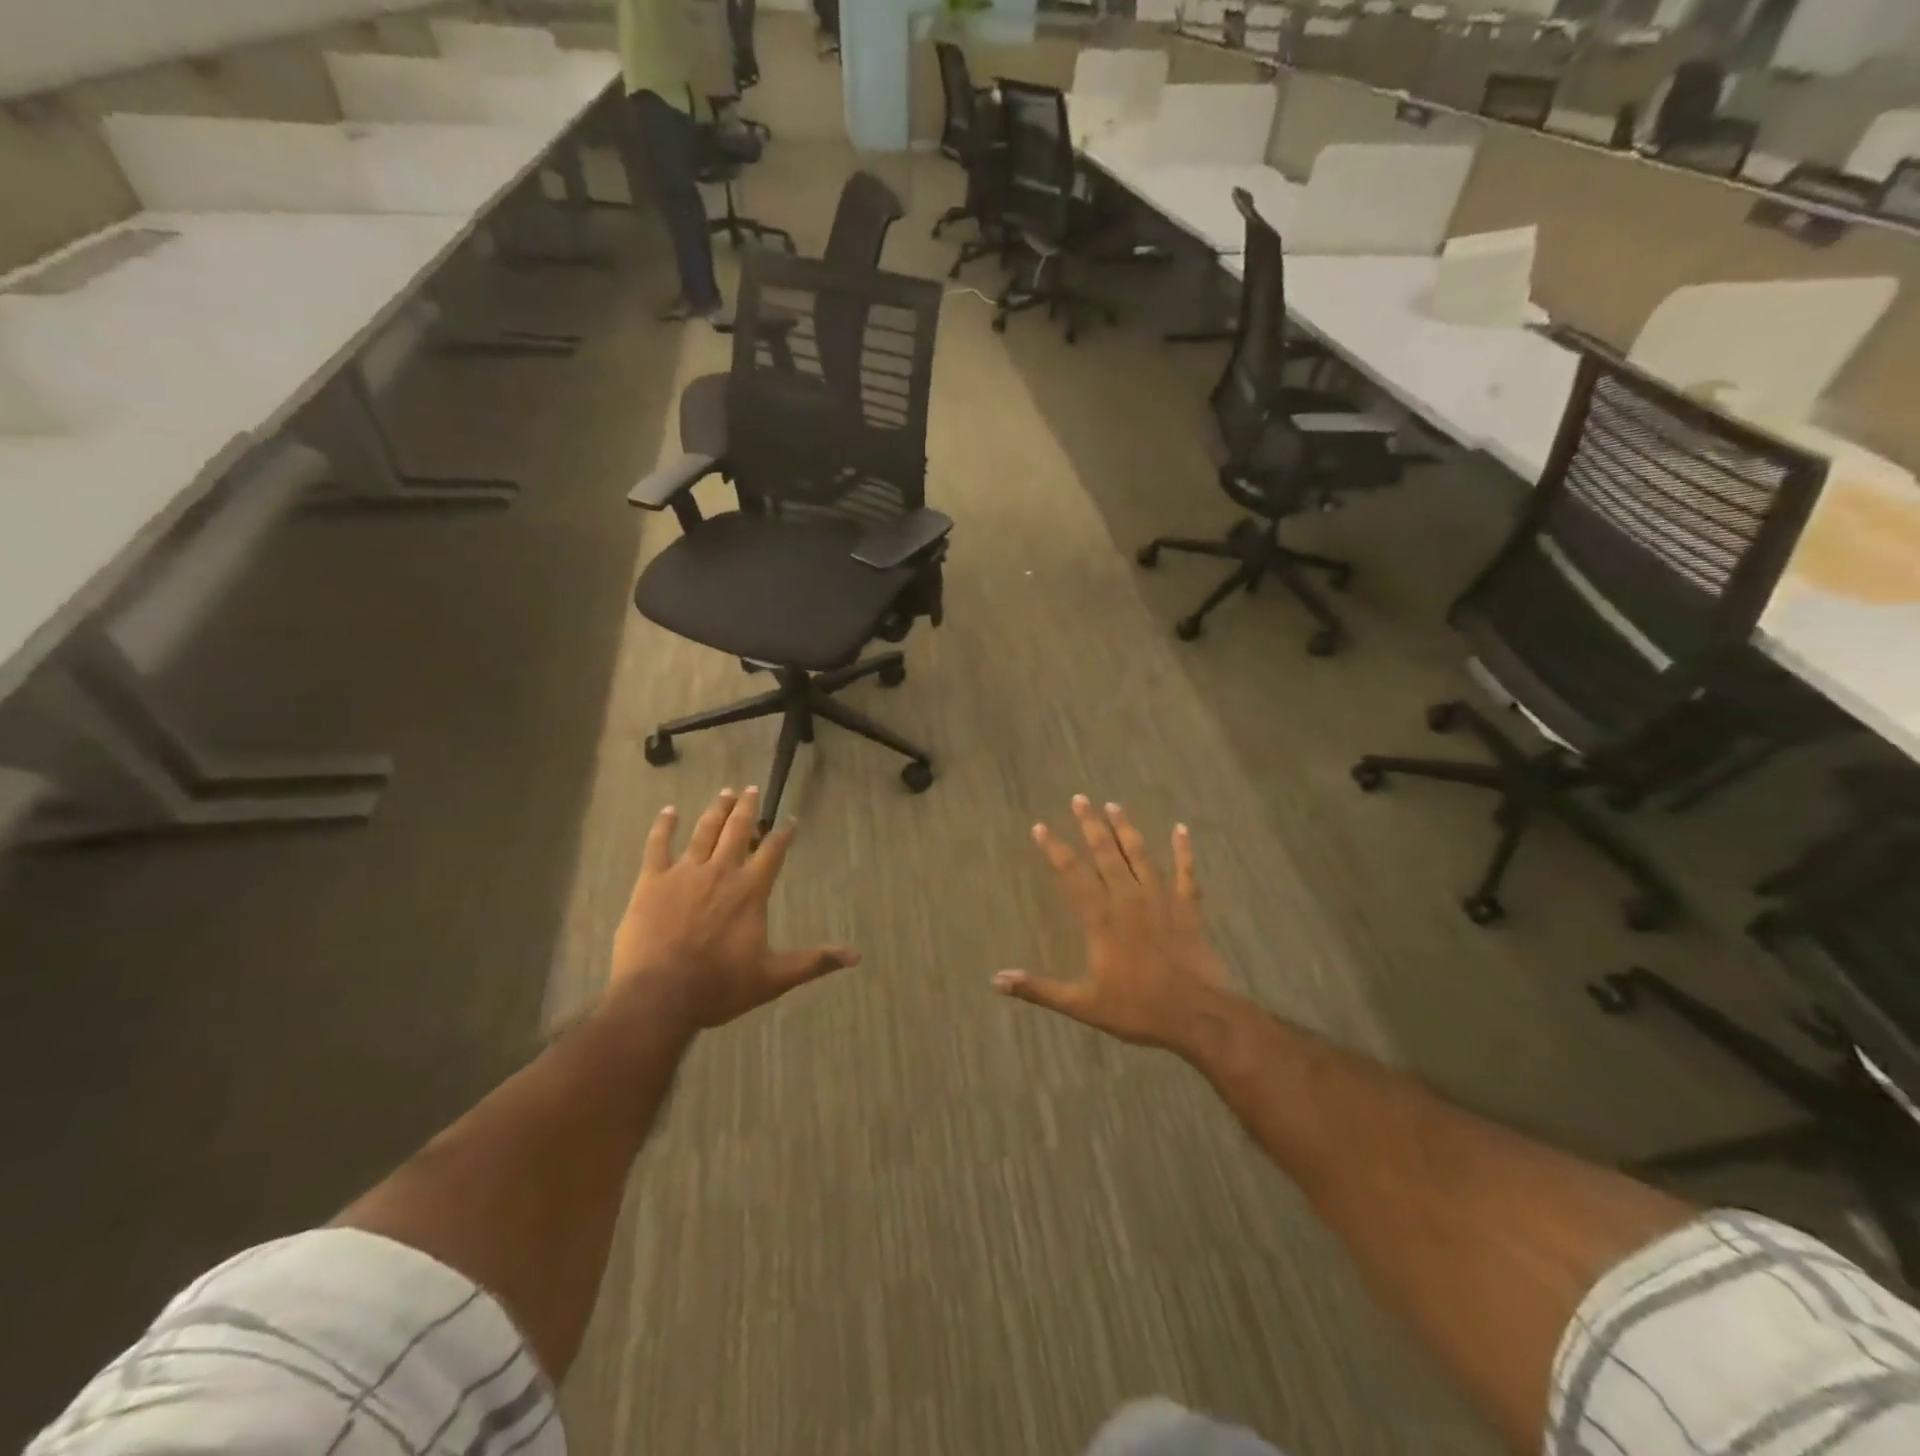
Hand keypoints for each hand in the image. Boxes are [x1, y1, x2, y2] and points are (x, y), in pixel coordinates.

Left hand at [611, 788, 859, 1030]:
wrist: (660, 996)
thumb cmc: (718, 987)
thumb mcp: (773, 978)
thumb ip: (813, 962)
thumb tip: (856, 956)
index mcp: (750, 890)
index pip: (773, 852)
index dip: (782, 834)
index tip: (788, 820)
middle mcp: (721, 872)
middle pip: (738, 830)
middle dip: (748, 809)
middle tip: (752, 789)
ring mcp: (684, 873)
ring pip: (704, 831)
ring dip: (717, 810)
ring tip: (725, 793)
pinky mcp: (652, 881)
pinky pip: (658, 845)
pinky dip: (664, 826)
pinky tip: (669, 811)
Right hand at [994, 797, 1237, 1056]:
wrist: (1197, 1016)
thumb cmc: (1138, 1009)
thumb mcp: (1082, 1004)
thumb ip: (1039, 989)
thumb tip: (996, 980)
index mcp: (1101, 919)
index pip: (1071, 874)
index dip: (1054, 849)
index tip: (1039, 826)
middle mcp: (1128, 899)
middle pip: (1105, 854)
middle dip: (1090, 825)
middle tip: (1080, 798)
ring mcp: (1161, 900)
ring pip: (1140, 855)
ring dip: (1126, 829)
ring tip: (1114, 805)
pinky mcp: (1187, 908)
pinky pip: (1185, 872)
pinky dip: (1183, 850)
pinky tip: (1181, 829)